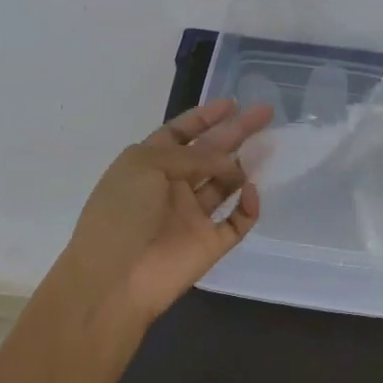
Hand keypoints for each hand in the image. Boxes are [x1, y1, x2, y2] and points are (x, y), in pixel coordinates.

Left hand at [61, 98, 273, 326]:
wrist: (115, 279)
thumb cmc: (122, 213)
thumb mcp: (147, 165)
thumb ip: (192, 155)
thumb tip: (230, 163)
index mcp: (149, 165)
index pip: (180, 134)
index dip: (204, 118)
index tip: (231, 103)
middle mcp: (172, 187)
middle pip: (209, 154)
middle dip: (234, 132)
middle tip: (264, 113)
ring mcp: (192, 216)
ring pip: (225, 184)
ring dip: (243, 165)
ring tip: (267, 145)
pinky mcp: (210, 244)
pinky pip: (237, 221)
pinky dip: (248, 207)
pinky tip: (250, 192)